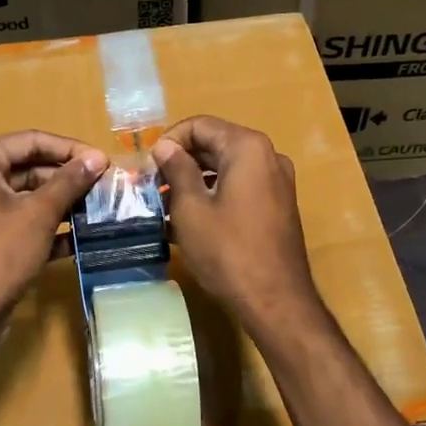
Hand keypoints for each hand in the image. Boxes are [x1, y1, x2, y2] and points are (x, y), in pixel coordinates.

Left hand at [0, 131, 107, 324]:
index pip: (30, 141)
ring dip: (60, 203)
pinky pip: (19, 221)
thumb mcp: (40, 213)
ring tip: (97, 209)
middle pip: (27, 167)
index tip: (102, 161)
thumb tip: (97, 158)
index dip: (69, 149)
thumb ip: (69, 182)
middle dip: (66, 178)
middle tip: (104, 186)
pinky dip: (46, 226)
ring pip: (25, 197)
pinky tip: (78, 238)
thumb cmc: (0, 253)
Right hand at [152, 116, 322, 337]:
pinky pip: (240, 188)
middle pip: (215, 144)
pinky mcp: (277, 206)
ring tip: (164, 204)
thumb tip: (164, 146)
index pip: (200, 125)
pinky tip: (188, 220)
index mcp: (247, 147)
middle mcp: (268, 156)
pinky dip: (214, 195)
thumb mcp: (191, 208)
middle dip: (181, 161)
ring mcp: (277, 182)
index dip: (169, 140)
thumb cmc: (227, 251)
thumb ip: (176, 169)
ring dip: (195, 180)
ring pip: (227, 168)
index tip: (147, 166)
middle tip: (151, 185)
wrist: (275, 300)